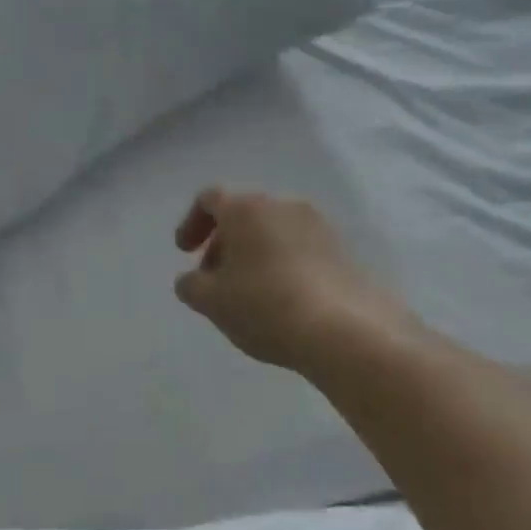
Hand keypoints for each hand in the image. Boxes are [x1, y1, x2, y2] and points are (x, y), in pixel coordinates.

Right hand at [173, 188, 417, 377]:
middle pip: (244, 215)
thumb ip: (191, 285)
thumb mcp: (212, 302)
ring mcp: (318, 226)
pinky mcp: (342, 251)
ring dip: (254, 255)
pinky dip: (283, 265)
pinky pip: (300, 249)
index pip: (210, 199)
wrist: (345, 329)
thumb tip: (193, 280)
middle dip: (224, 244)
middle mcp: (283, 206)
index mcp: (246, 209)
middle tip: (215, 281)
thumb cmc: (265, 306)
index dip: (192, 223)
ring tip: (249, 295)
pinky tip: (283, 301)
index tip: (185, 253)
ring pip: (273, 232)